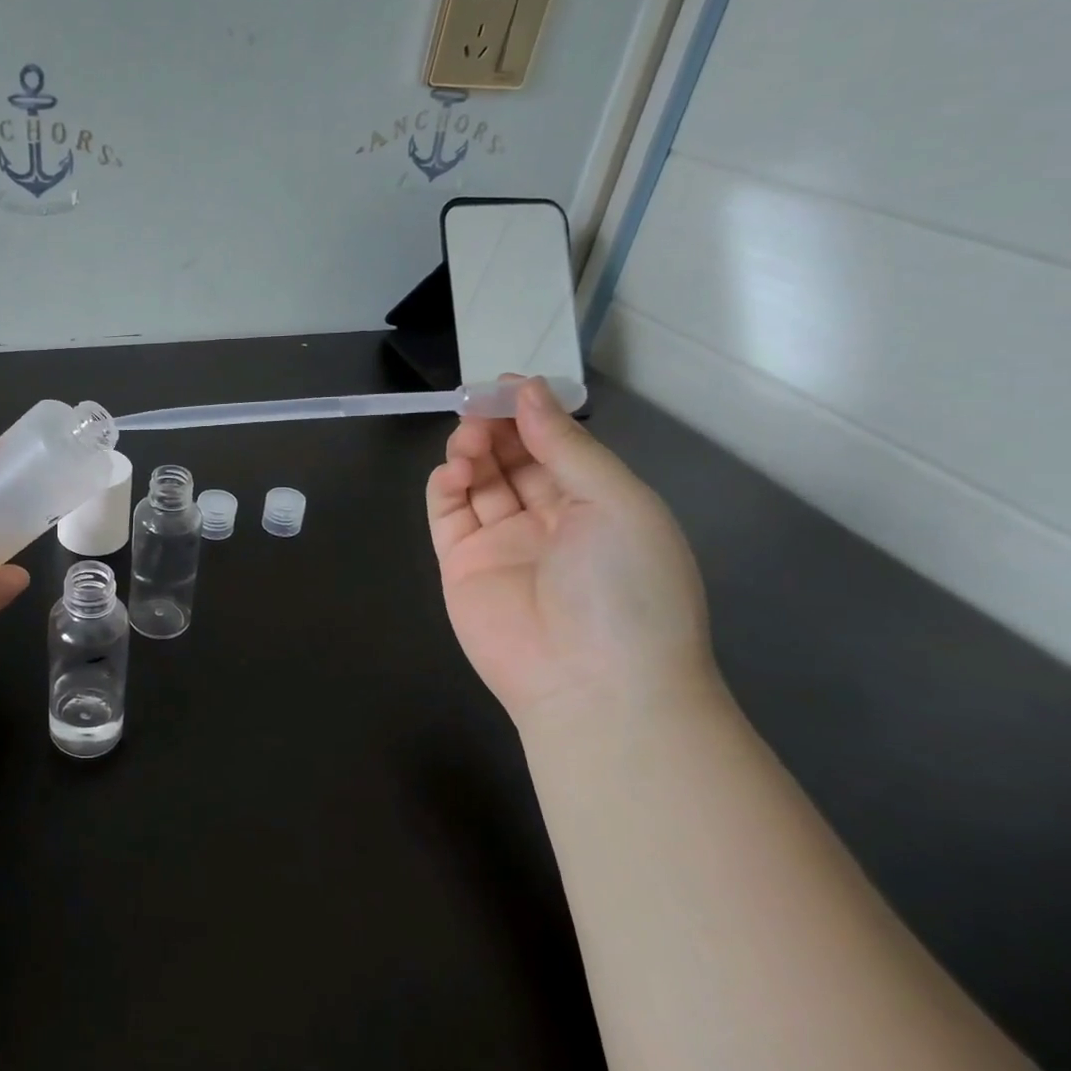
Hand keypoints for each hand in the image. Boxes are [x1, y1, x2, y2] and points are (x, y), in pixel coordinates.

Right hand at [425, 379, 717, 729]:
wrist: (593, 684)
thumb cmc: (626, 586)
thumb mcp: (616, 502)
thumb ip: (566, 446)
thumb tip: (527, 392)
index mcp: (597, 504)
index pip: (557, 447)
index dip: (532, 414)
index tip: (505, 385)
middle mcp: (549, 520)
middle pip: (513, 459)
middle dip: (496, 428)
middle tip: (478, 407)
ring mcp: (502, 543)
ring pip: (478, 482)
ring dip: (470, 452)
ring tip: (468, 442)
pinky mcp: (461, 565)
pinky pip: (448, 514)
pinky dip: (445, 486)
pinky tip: (453, 472)